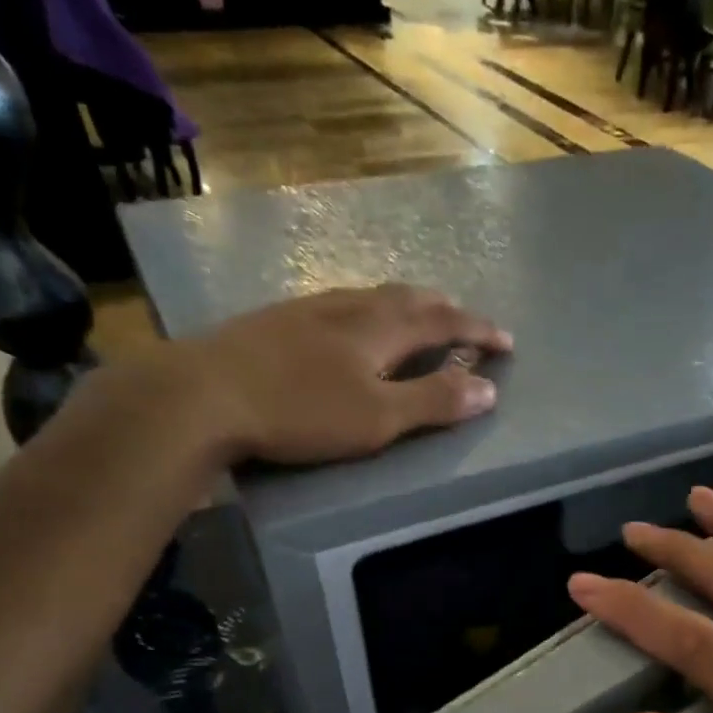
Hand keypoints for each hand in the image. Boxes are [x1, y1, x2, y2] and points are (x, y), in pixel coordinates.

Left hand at [95, 284, 512, 466]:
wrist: (205, 393)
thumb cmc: (301, 410)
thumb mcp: (378, 418)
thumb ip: (433, 402)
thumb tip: (488, 389)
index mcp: (380, 327)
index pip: (443, 321)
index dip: (478, 331)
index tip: (507, 342)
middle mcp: (349, 306)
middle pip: (407, 297)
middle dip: (443, 308)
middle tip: (464, 318)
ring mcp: (309, 309)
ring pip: (371, 295)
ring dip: (405, 304)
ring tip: (417, 314)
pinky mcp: (278, 320)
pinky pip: (341, 303)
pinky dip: (368, 310)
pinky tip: (352, 323)